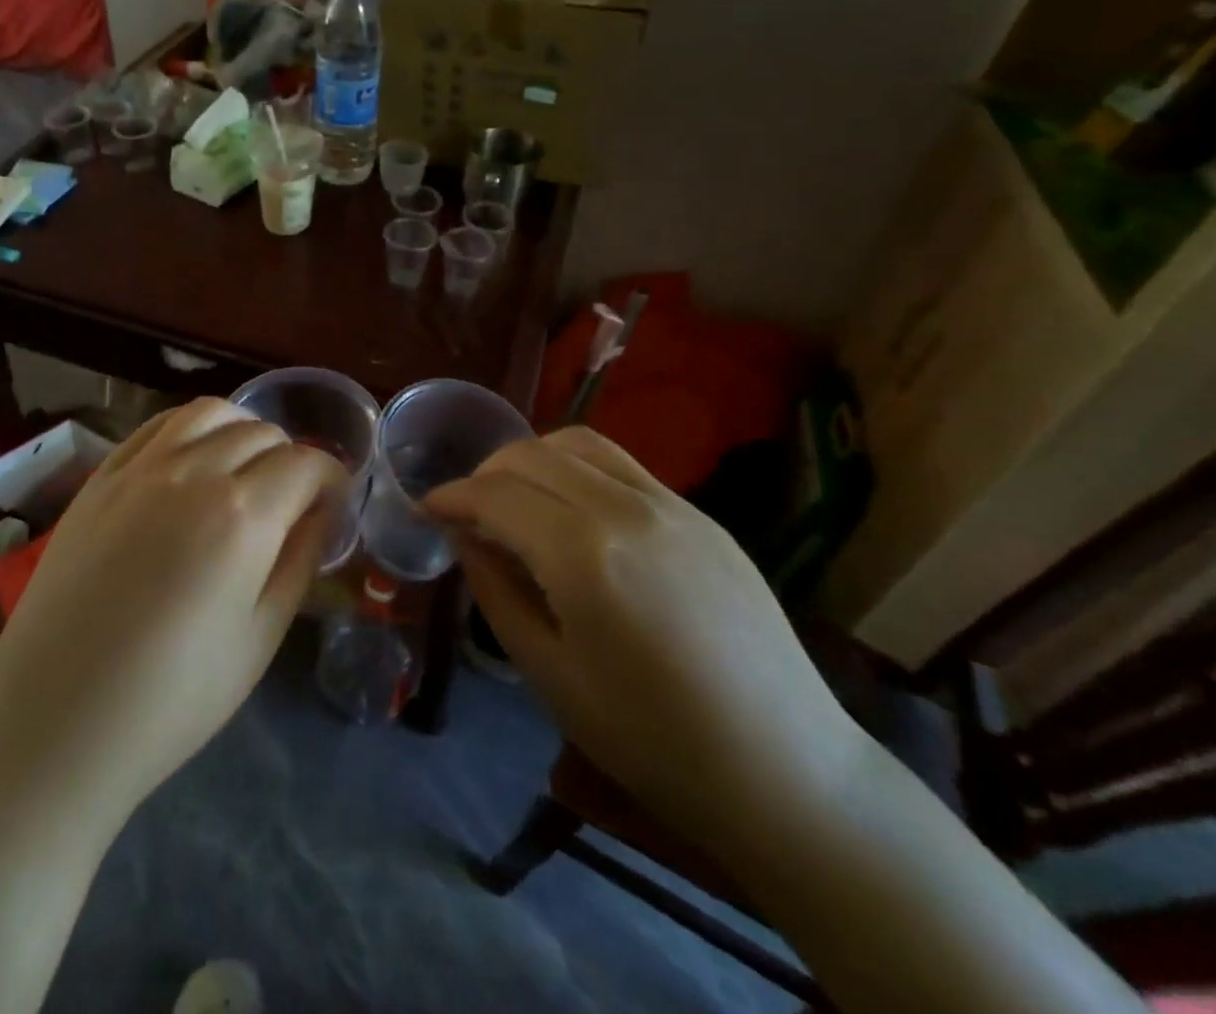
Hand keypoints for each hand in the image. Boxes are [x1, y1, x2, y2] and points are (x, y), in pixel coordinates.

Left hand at [0, 398, 341, 824]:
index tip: (332, 504)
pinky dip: (189, 429)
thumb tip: (320, 512)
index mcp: (243, 515)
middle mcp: (193, 472)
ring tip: (243, 468)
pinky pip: (156, 426)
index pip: (307, 463)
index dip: (331, 478)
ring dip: (241, 429)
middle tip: (290, 499)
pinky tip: (190, 461)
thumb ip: (300, 560)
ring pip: (209, 412)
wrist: (54, 723)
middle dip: (291, 458)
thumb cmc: (171, 699)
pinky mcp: (100, 478)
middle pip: (262, 433)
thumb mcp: (260, 638)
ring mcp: (139, 469)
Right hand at [425, 427, 861, 848]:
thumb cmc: (653, 741)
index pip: (495, 494)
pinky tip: (573, 512)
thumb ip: (497, 590)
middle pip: (531, 454)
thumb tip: (465, 537)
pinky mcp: (700, 514)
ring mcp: (670, 504)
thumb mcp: (551, 674)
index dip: (452, 496)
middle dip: (485, 472)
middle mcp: (626, 508)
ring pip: (578, 444)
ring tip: (516, 498)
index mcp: (583, 554)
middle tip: (467, 510)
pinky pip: (621, 465)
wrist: (787, 770)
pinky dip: (577, 468)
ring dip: (531, 459)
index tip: (428, 508)